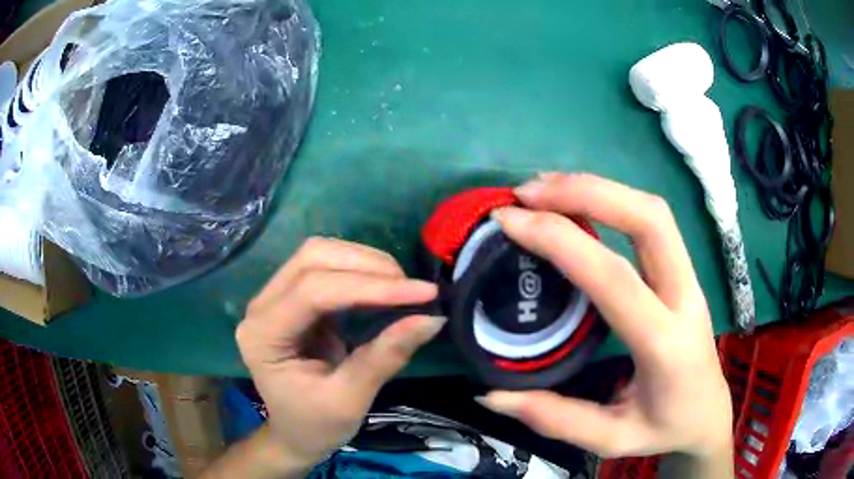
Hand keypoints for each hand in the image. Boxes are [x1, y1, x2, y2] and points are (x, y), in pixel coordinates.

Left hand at [235, 238, 444, 472]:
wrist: (295, 433)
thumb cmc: (315, 425)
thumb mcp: (350, 400)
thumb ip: (385, 356)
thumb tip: (432, 318)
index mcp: (263, 336)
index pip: (314, 291)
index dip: (370, 287)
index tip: (424, 292)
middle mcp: (261, 306)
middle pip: (312, 259)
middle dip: (368, 266)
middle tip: (412, 289)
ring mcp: (273, 297)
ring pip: (319, 254)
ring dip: (365, 262)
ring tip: (401, 286)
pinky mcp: (292, 298)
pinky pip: (325, 267)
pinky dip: (360, 271)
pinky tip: (384, 286)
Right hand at [479, 174, 732, 463]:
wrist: (709, 413)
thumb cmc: (665, 427)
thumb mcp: (611, 438)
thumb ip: (555, 418)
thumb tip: (491, 395)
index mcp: (666, 345)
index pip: (616, 278)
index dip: (561, 241)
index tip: (510, 222)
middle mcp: (684, 298)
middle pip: (650, 219)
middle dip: (588, 192)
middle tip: (528, 192)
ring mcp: (689, 279)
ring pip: (653, 212)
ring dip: (599, 188)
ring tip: (544, 188)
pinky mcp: (682, 272)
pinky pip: (651, 221)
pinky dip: (611, 200)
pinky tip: (577, 202)